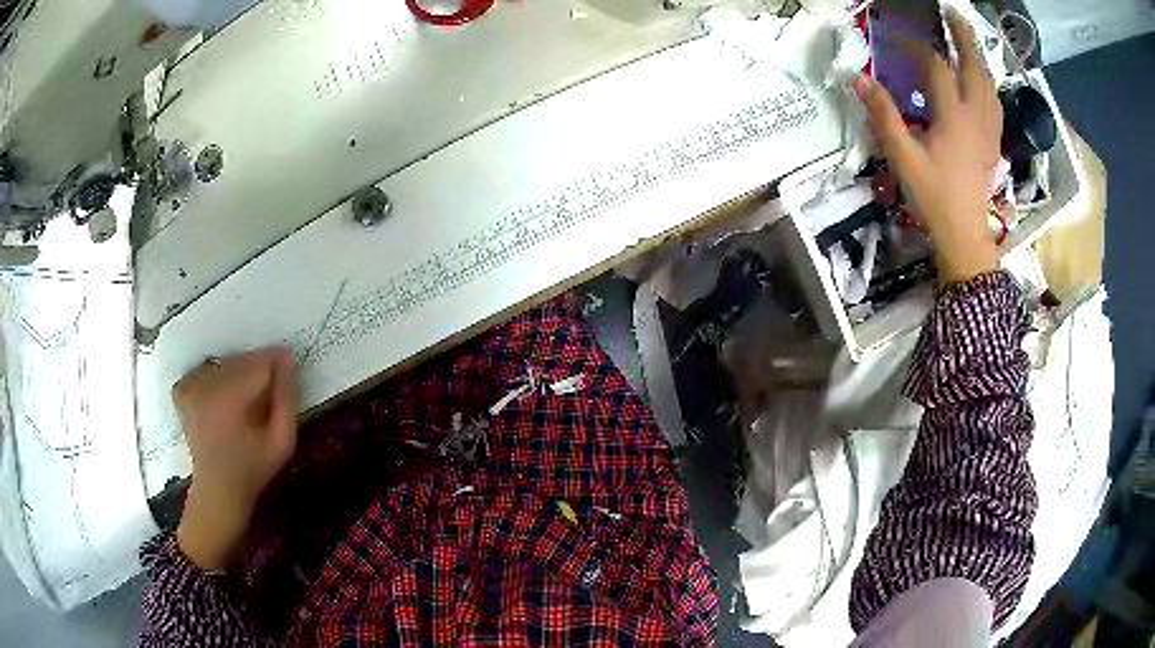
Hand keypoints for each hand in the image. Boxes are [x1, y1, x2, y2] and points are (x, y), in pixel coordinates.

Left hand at [174, 347, 297, 570]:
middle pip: (241, 359)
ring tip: (248, 395)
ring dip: (240, 370)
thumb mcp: (282, 442)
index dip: (278, 362)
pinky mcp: (181, 389)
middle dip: (259, 366)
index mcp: (230, 397)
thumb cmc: (253, 470)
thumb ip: (287, 399)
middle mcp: (206, 385)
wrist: (217, 491)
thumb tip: (288, 359)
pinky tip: (224, 394)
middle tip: (271, 387)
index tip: (290, 366)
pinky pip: (205, 368)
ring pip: (224, 362)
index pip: (260, 362)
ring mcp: (190, 386)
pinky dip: (217, 375)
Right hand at [854, 9, 1002, 282]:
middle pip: (974, 66)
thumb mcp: (903, 157)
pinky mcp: (993, 142)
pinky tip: (981, 80)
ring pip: (989, 83)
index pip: (936, 66)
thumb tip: (859, 79)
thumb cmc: (933, 198)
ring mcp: (989, 129)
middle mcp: (976, 116)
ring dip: (978, 56)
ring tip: (967, 40)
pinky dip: (988, 83)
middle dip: (963, 36)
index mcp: (953, 117)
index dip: (916, 47)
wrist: (964, 235)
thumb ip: (884, 115)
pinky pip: (995, 103)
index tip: (898, 38)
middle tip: (951, 13)